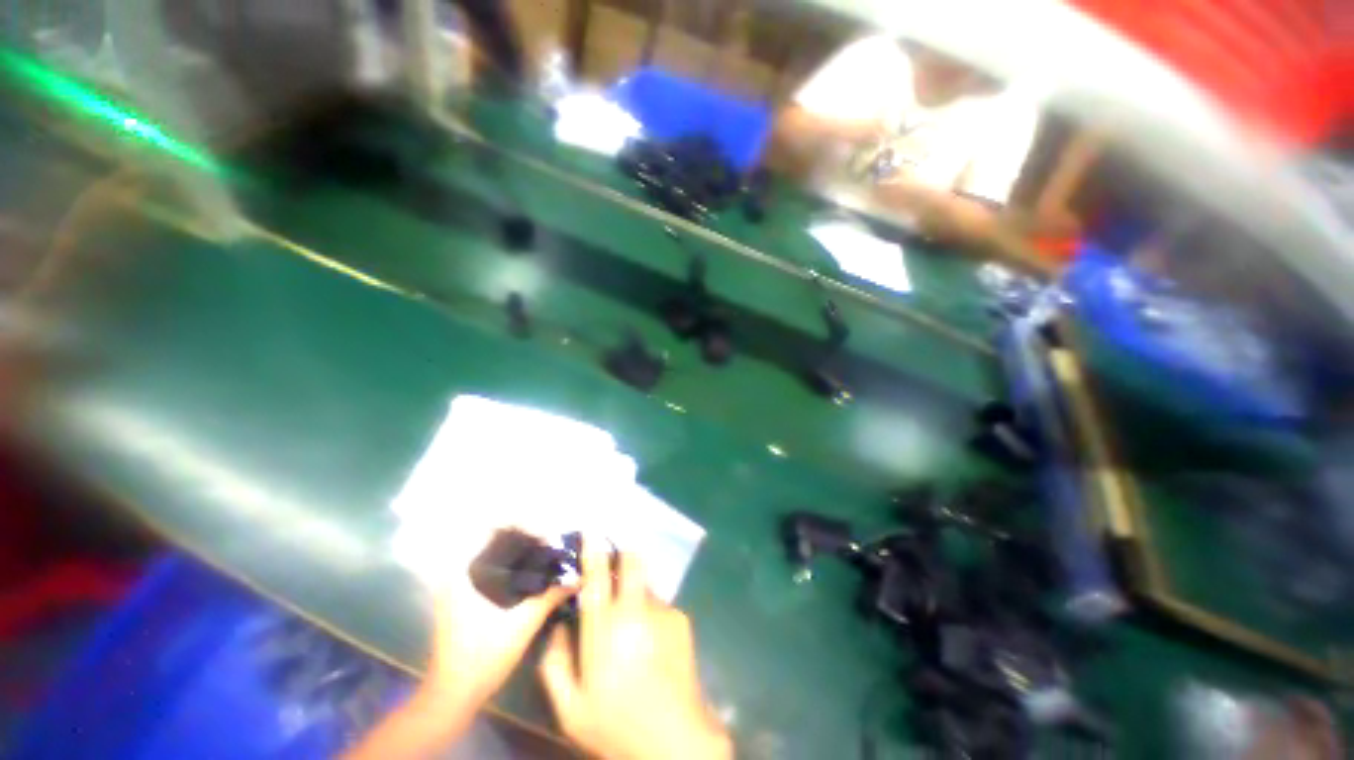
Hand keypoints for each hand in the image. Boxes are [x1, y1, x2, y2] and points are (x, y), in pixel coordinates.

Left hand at [345, 535, 572, 759]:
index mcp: (464, 572)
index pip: (491, 525)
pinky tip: (530, 570)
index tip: (546, 533)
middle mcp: (457, 571)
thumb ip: (550, 597)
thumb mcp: (521, 626)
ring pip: (490, 548)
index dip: (522, 521)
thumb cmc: (482, 659)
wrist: (450, 697)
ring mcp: (457, 583)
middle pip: (493, 533)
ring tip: (545, 550)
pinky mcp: (462, 595)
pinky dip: (509, 559)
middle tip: (550, 540)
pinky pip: (488, 563)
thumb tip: (578, 578)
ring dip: (517, 544)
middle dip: (524, 530)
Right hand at [538, 543, 731, 759]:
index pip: (595, 579)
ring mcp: (662, 612)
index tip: (591, 530)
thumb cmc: (616, 727)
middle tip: (616, 562)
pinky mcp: (681, 619)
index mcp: (603, 631)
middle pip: (631, 563)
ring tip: (634, 628)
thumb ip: (555, 664)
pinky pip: (660, 606)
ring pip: (645, 585)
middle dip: (624, 554)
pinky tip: (652, 644)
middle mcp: (634, 611)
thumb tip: (556, 627)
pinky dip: (652, 614)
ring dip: (636, 592)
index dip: (593, 551)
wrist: (675, 742)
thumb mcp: (571, 709)